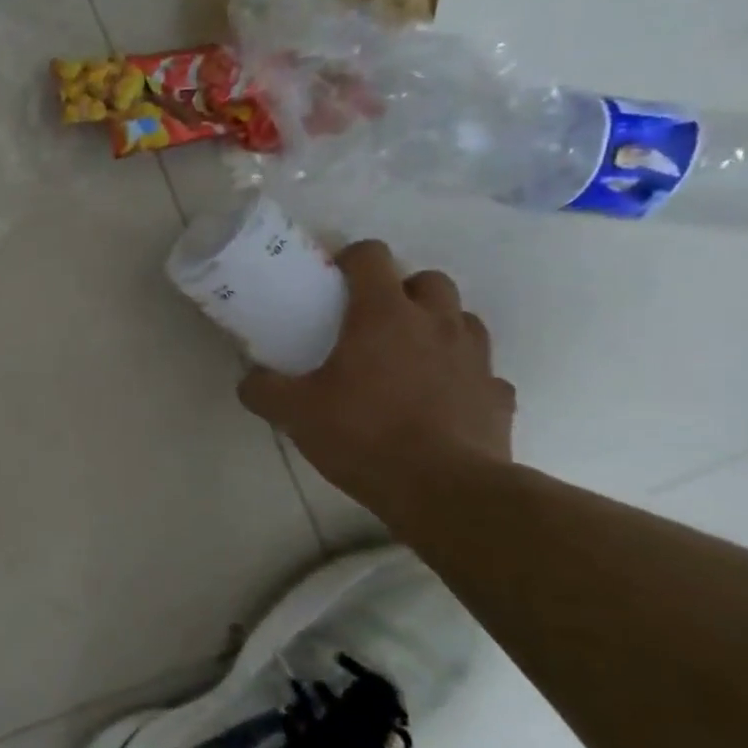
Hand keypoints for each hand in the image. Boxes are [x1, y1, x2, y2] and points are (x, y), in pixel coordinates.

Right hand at [237, 240, 515, 514]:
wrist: (443, 490)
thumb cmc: (363, 435)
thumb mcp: (294, 413)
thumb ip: (264, 390)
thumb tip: (249, 380)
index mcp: (384, 315)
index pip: (372, 257)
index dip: (352, 258)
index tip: (335, 278)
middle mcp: (436, 323)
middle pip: (428, 279)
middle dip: (403, 290)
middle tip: (375, 321)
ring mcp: (475, 358)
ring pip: (462, 319)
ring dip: (438, 327)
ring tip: (410, 358)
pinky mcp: (498, 394)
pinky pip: (482, 372)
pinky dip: (462, 376)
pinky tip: (441, 400)